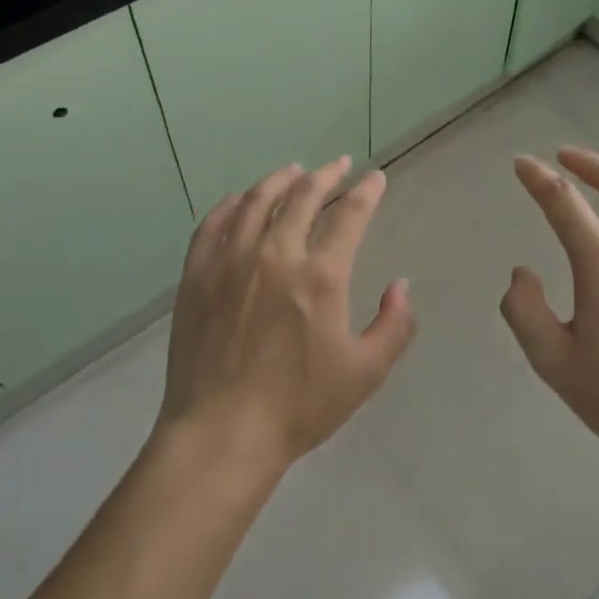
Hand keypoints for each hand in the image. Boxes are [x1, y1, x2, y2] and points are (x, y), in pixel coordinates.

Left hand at [157, 158, 416, 479]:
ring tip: (292, 171)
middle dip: (325, 175)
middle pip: (302, 196)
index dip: (366, 191)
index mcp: (319, 276)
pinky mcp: (197, 275)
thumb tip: (401, 285)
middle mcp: (275, 254)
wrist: (221, 433)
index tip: (375, 177)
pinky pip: (212, 224)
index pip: (349, 216)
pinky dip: (228, 205)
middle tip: (337, 164)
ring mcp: (230, 261)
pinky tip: (237, 199)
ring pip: (255, 201)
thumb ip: (394, 325)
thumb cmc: (298, 407)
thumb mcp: (365, 373)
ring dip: (278, 180)